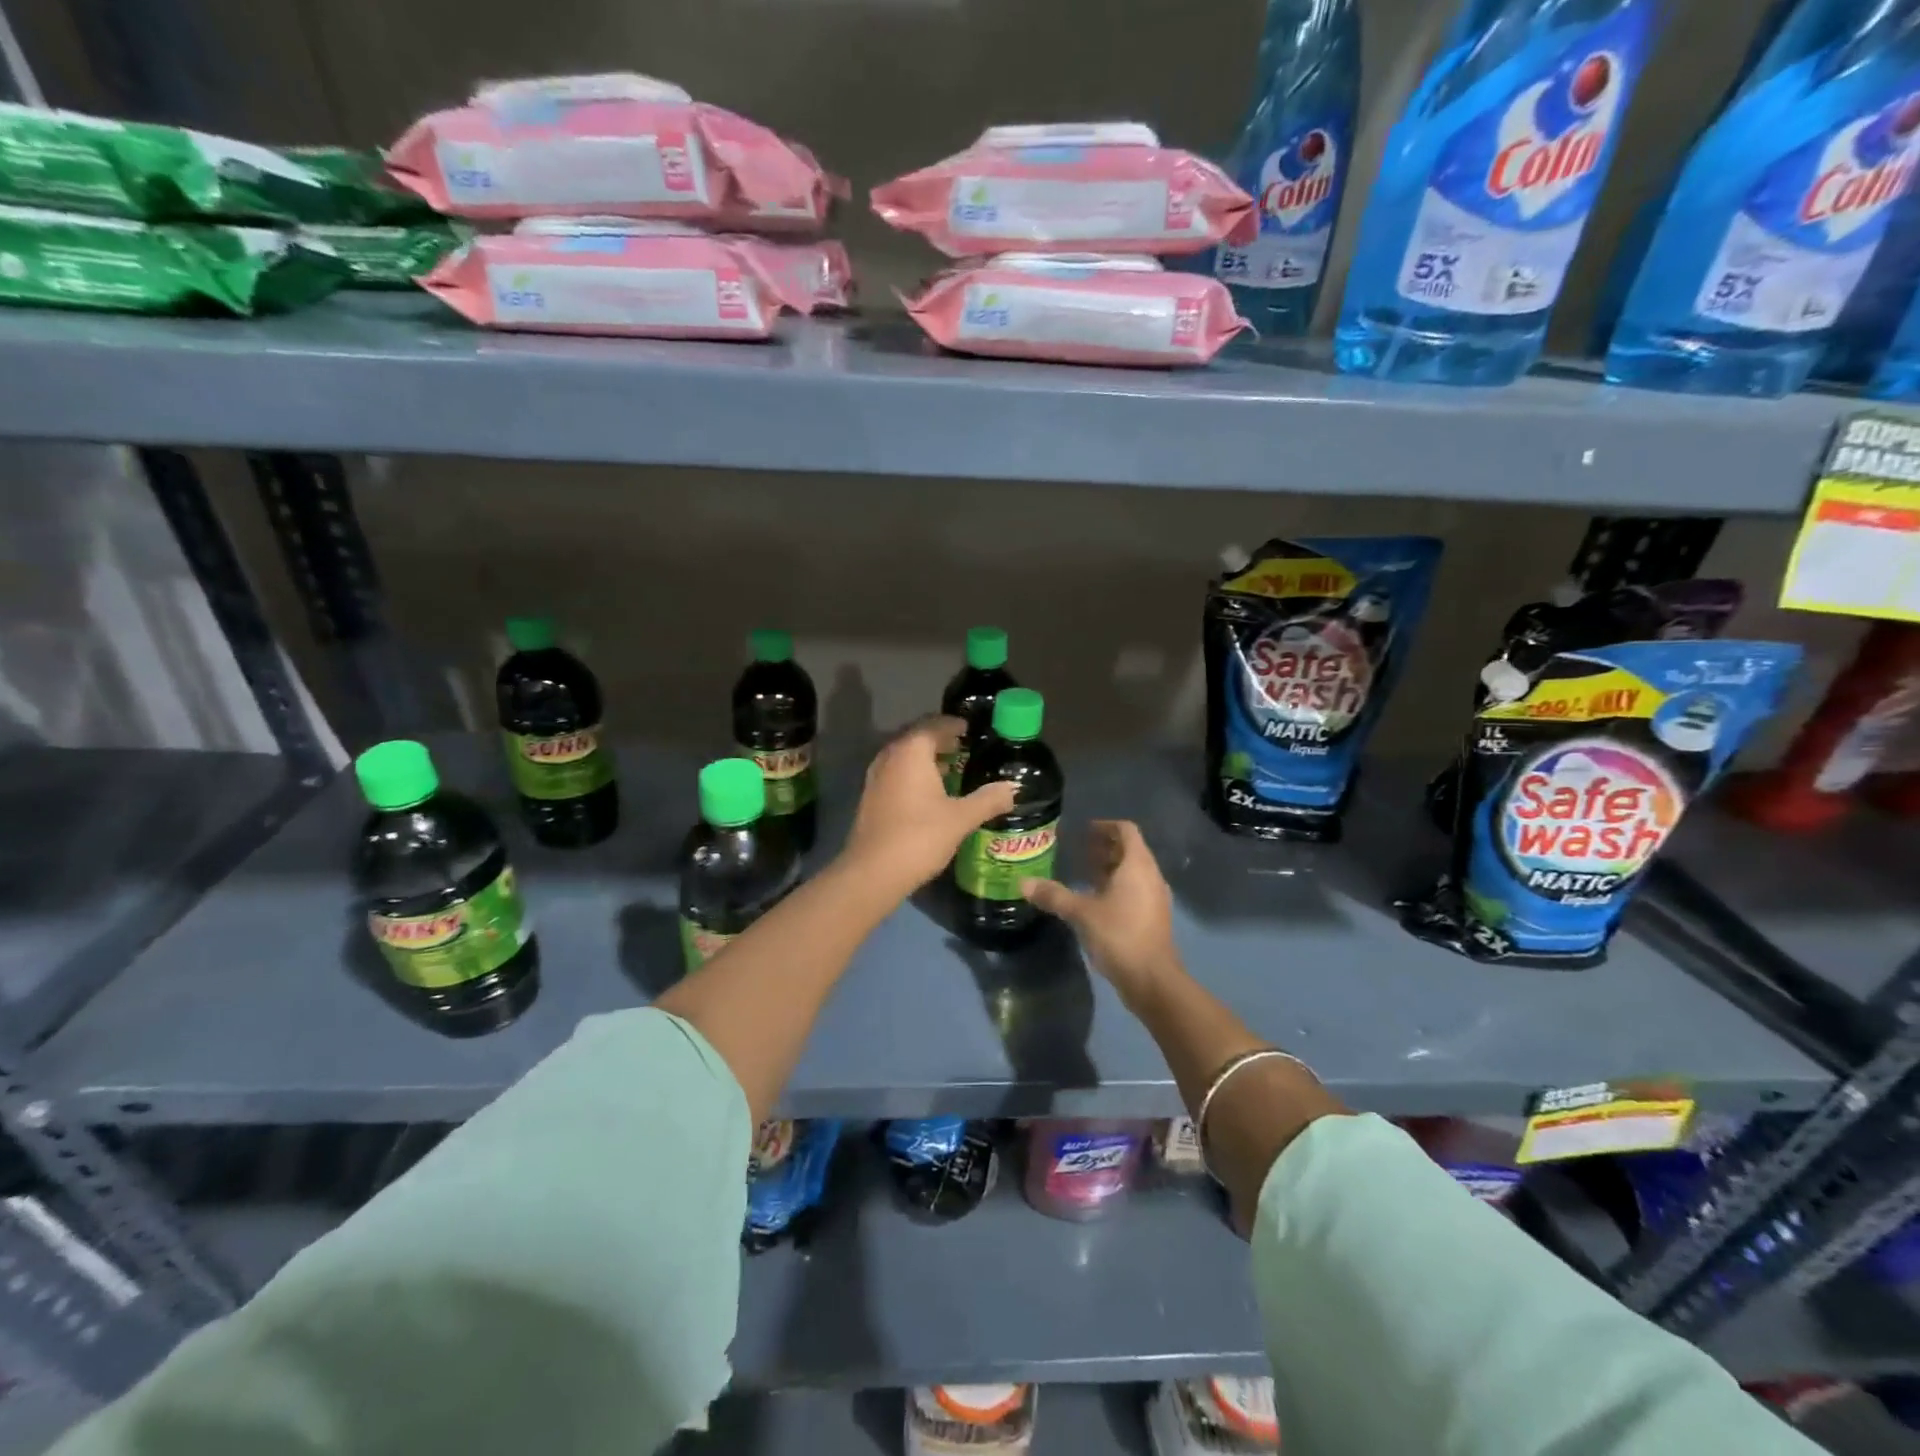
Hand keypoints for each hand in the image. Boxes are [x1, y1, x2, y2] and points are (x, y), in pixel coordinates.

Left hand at [838, 716, 1018, 900]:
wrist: (873, 872)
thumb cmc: (920, 836)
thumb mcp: (961, 818)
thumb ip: (988, 799)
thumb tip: (1013, 788)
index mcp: (912, 751)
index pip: (934, 724)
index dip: (953, 724)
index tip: (970, 729)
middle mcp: (890, 756)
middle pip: (917, 737)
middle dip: (940, 740)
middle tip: (964, 747)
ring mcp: (876, 776)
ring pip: (904, 756)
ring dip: (926, 758)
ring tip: (952, 769)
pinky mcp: (871, 796)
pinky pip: (896, 773)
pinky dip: (914, 774)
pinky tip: (930, 792)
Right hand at [1021, 820, 1180, 1007]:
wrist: (1152, 979)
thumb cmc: (1119, 935)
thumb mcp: (1081, 913)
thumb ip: (1053, 895)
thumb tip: (1023, 882)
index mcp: (1137, 865)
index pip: (1126, 831)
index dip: (1105, 826)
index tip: (1083, 831)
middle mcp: (1151, 876)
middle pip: (1130, 850)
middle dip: (1105, 847)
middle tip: (1078, 851)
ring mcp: (1155, 898)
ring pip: (1133, 872)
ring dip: (1110, 868)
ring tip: (1083, 874)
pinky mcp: (1153, 917)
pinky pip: (1135, 890)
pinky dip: (1116, 887)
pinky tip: (1095, 901)